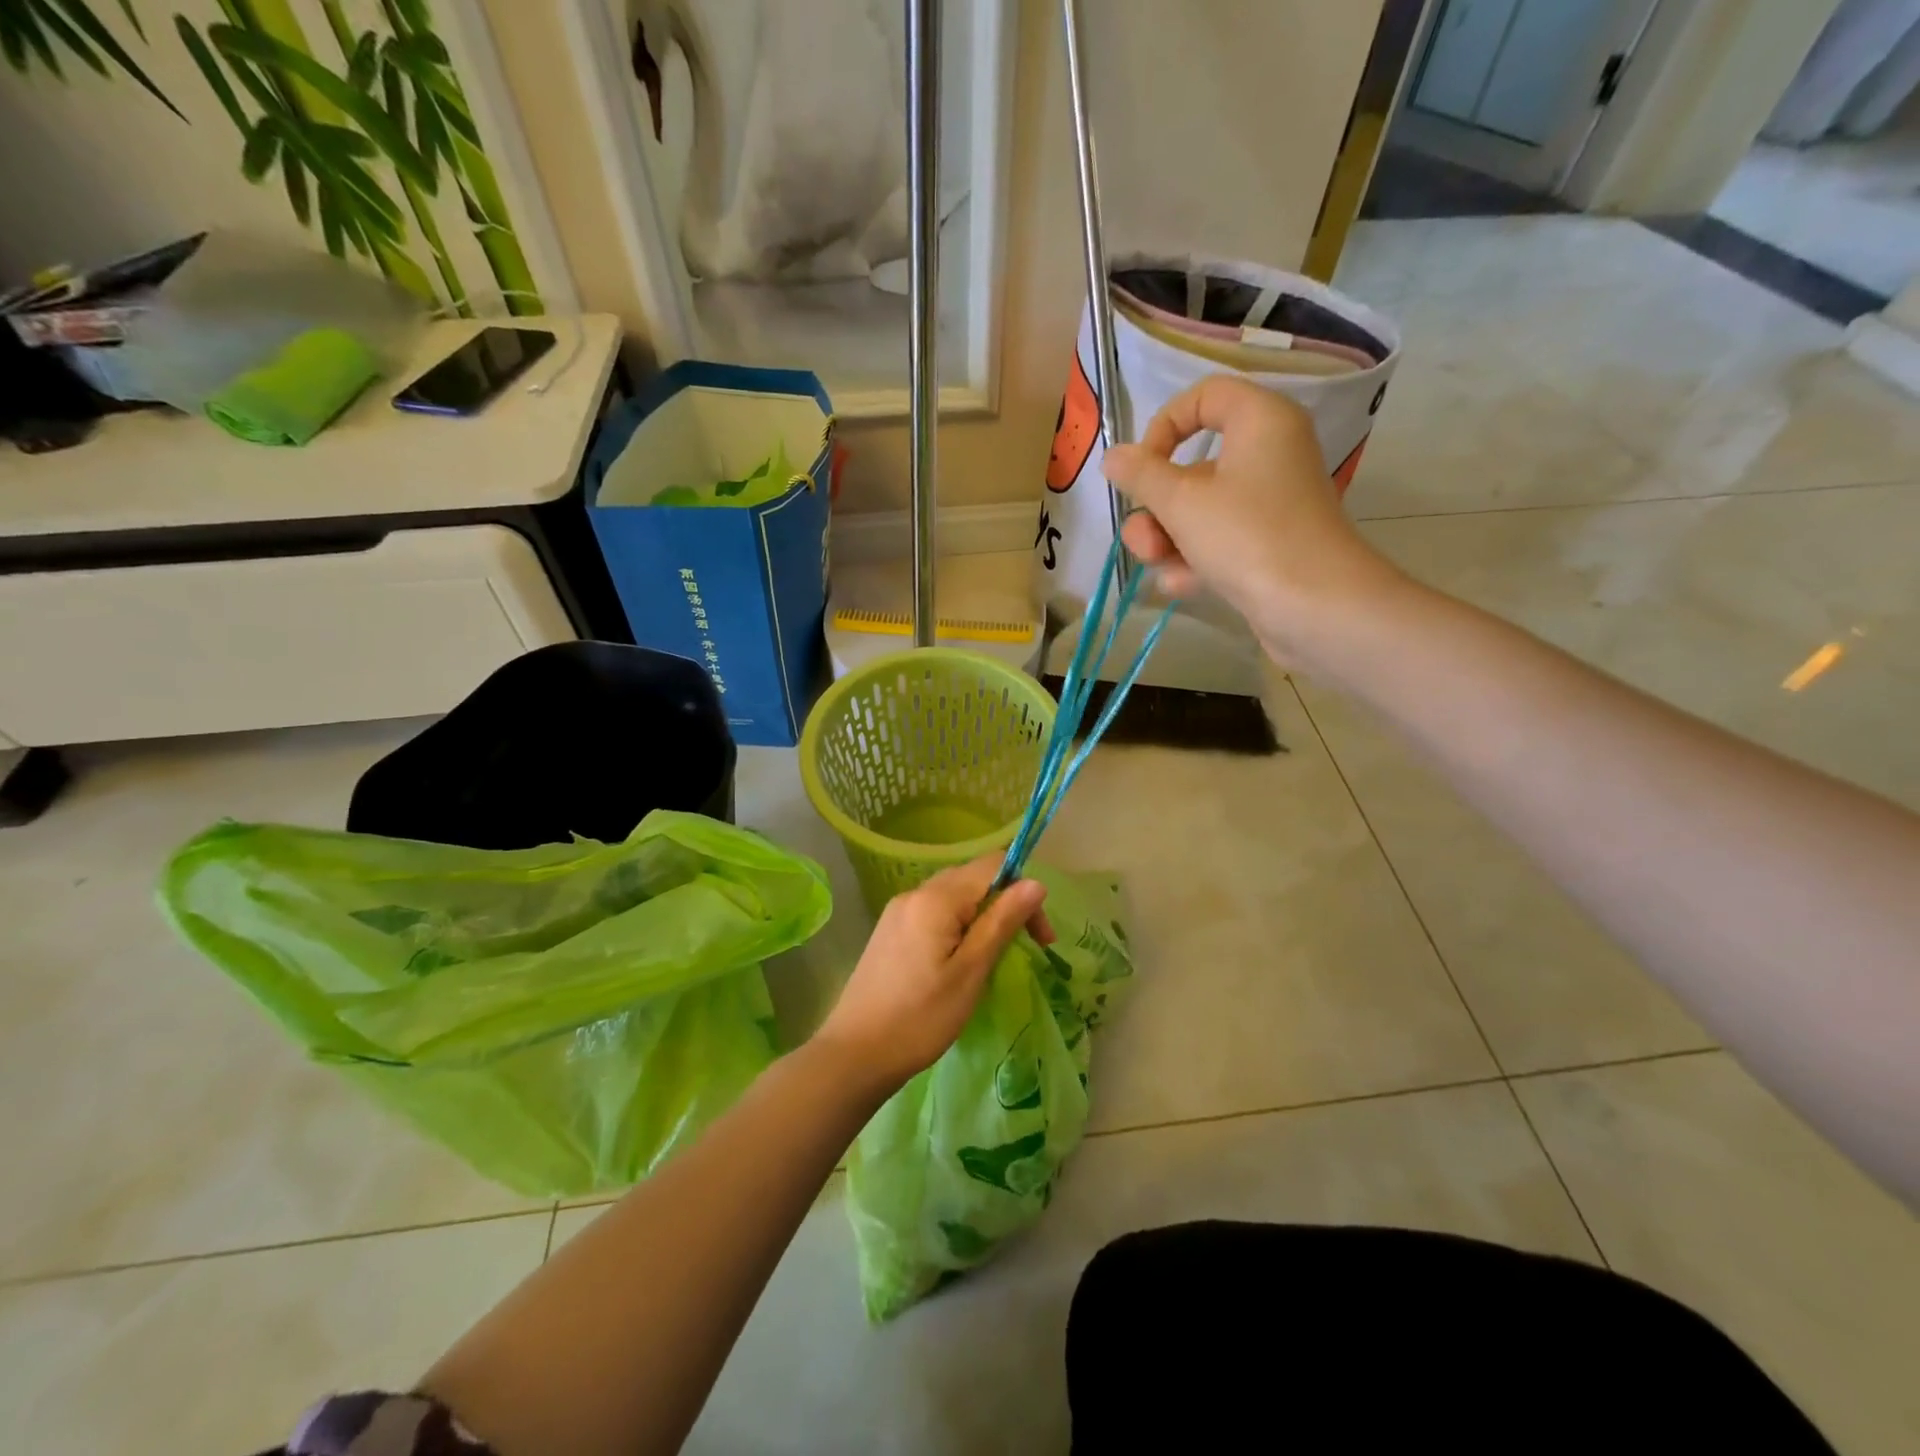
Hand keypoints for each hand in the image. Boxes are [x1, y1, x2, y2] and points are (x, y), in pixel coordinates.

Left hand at [815, 855, 1051, 1095]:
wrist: (854, 1054)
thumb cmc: (921, 1018)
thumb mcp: (971, 971)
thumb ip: (1002, 922)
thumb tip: (1036, 883)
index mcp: (936, 898)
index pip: (992, 866)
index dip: (1024, 891)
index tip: (1039, 937)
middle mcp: (915, 893)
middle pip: (973, 878)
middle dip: (1006, 904)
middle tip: (1026, 948)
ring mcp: (898, 911)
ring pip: (954, 896)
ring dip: (982, 916)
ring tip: (993, 958)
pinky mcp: (890, 931)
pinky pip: (934, 913)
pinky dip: (957, 926)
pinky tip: (960, 960)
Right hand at [1102, 375, 1407, 668]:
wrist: (1316, 608)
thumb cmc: (1248, 537)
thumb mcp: (1181, 502)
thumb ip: (1141, 475)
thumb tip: (1113, 456)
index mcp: (1260, 422)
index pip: (1204, 397)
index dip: (1164, 425)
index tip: (1141, 467)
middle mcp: (1269, 456)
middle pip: (1193, 466)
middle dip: (1156, 507)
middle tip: (1142, 539)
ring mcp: (1269, 505)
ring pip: (1200, 511)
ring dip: (1168, 539)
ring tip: (1160, 567)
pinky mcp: (1267, 547)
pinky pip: (1219, 542)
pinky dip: (1196, 560)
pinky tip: (1182, 586)